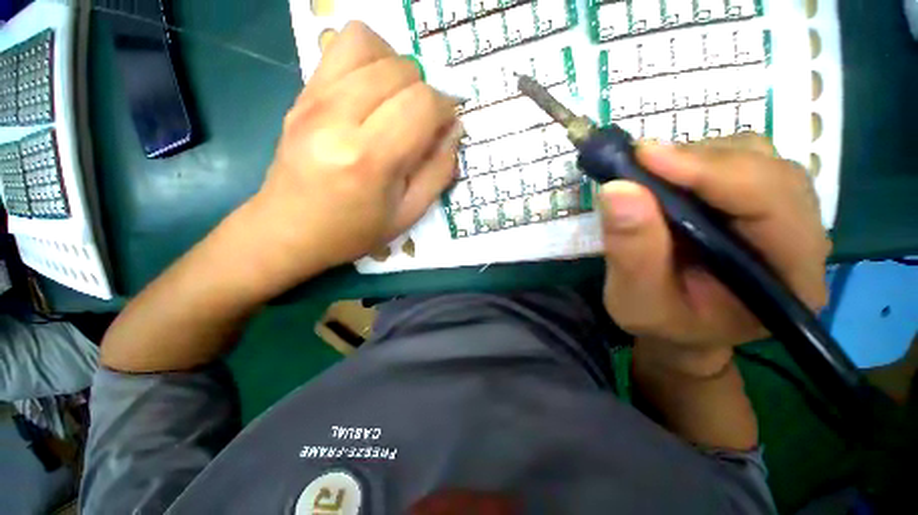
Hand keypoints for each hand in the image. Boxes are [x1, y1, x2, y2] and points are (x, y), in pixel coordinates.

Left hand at [243, 22, 461, 289]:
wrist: (289, 230)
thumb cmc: (354, 231)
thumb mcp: (408, 213)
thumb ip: (438, 172)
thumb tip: (454, 130)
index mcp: (370, 158)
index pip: (422, 103)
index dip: (445, 109)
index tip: (447, 127)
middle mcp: (338, 117)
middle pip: (401, 69)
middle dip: (425, 92)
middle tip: (422, 122)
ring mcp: (313, 99)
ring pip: (369, 43)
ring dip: (397, 68)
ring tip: (398, 101)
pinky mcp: (301, 93)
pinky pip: (340, 47)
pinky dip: (368, 58)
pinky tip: (372, 91)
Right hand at [599, 134, 830, 376]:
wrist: (684, 326)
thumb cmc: (663, 323)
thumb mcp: (636, 301)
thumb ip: (631, 252)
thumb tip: (617, 189)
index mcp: (790, 279)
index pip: (770, 204)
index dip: (710, 172)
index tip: (645, 156)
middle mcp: (804, 239)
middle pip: (768, 170)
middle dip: (700, 161)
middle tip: (638, 165)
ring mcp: (788, 215)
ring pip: (757, 158)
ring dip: (697, 158)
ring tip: (651, 175)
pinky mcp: (764, 202)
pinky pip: (741, 161)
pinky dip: (698, 160)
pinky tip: (669, 179)